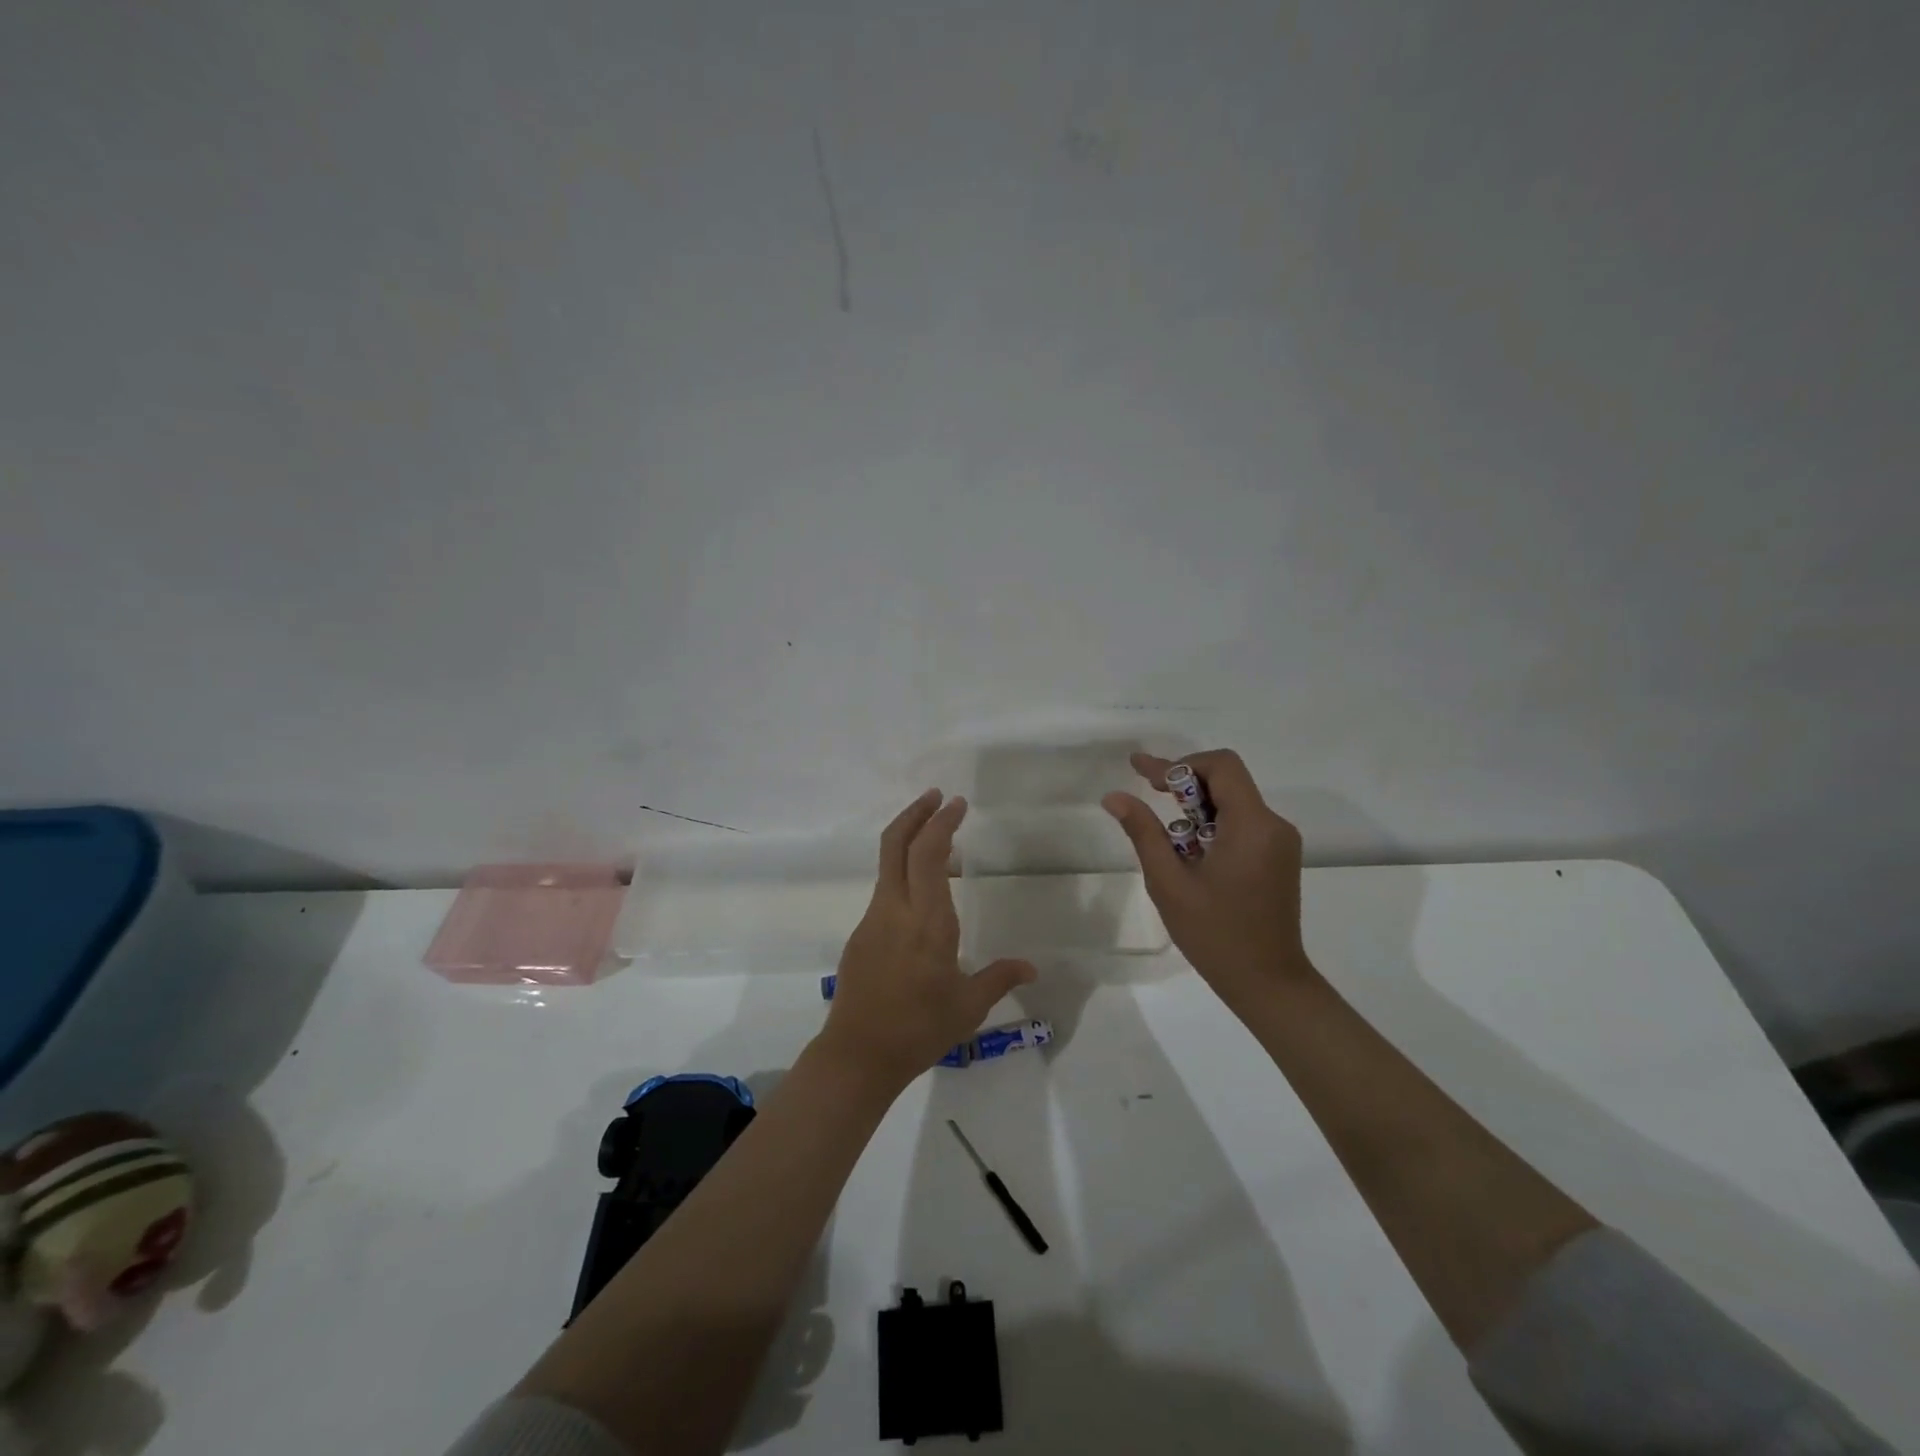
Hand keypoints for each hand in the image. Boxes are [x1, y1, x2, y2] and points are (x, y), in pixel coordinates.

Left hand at [819, 790, 1037, 1092]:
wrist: (858, 1055)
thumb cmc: (919, 1029)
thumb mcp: (968, 1006)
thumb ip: (999, 978)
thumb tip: (1030, 967)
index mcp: (927, 920)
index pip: (928, 853)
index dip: (941, 822)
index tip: (957, 804)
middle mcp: (895, 909)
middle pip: (895, 843)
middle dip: (916, 812)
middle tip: (939, 798)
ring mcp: (873, 919)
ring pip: (887, 864)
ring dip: (909, 840)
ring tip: (940, 843)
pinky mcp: (861, 935)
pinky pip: (885, 890)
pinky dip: (904, 873)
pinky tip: (924, 894)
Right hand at [1103, 749, 1315, 1012]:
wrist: (1268, 983)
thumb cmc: (1215, 934)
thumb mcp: (1169, 883)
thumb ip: (1143, 833)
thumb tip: (1114, 796)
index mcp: (1251, 826)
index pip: (1221, 766)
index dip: (1180, 764)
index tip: (1144, 774)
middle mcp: (1273, 825)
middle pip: (1227, 780)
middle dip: (1185, 782)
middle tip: (1147, 793)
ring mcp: (1280, 842)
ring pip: (1234, 801)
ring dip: (1197, 806)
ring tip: (1166, 834)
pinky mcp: (1278, 858)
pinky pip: (1243, 823)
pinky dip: (1212, 824)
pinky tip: (1189, 850)